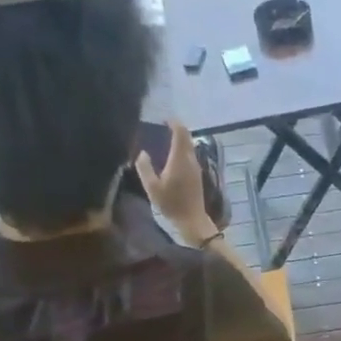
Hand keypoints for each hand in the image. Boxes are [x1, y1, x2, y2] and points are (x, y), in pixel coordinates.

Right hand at [135, 120, 214, 243]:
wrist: (192, 221)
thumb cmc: (172, 204)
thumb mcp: (152, 187)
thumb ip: (144, 167)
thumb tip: (142, 153)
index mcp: (180, 158)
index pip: (181, 132)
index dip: (173, 123)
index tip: (163, 120)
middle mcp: (191, 160)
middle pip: (187, 137)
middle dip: (176, 129)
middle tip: (163, 128)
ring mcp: (196, 168)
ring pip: (190, 147)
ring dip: (180, 141)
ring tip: (166, 141)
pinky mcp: (198, 176)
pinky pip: (190, 157)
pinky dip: (182, 151)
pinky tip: (173, 158)